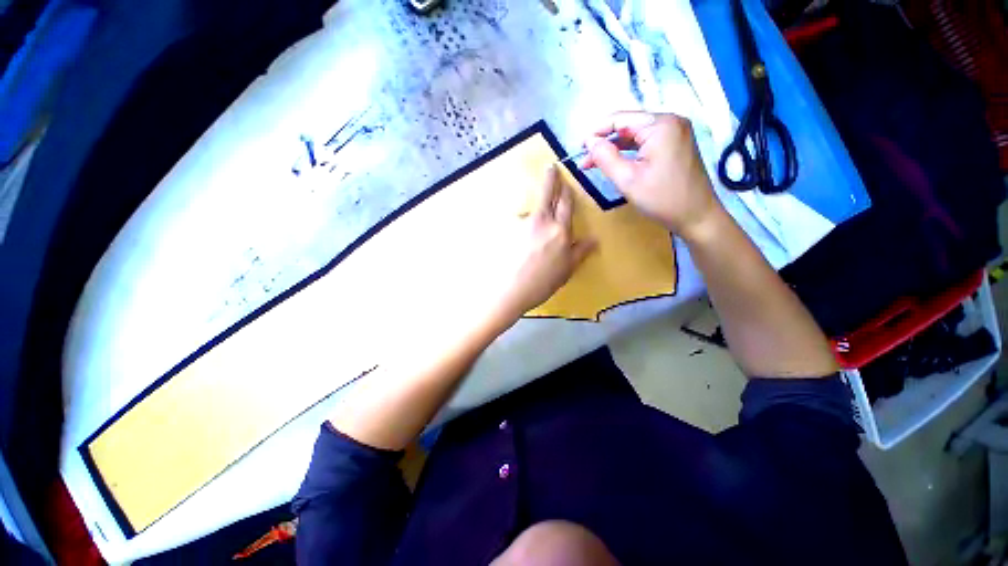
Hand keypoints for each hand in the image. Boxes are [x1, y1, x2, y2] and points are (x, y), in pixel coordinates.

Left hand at [496, 166, 596, 318]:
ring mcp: (525, 224)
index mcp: (561, 231)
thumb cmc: (543, 283)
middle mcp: (544, 222)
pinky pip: (519, 221)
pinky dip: (521, 223)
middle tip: (551, 167)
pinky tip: (519, 235)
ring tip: (532, 215)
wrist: (512, 289)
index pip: (566, 205)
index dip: (566, 191)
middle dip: (551, 180)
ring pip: (533, 208)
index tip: (565, 179)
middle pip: (549, 195)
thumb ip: (580, 252)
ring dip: (536, 203)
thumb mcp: (567, 269)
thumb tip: (594, 239)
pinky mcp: (510, 229)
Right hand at [581, 112, 722, 238]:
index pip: (620, 119)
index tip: (579, 148)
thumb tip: (589, 142)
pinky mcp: (677, 144)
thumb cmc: (662, 199)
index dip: (597, 131)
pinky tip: (616, 162)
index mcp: (660, 125)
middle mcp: (671, 121)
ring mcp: (676, 132)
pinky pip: (646, 142)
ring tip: (594, 163)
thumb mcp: (627, 180)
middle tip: (585, 160)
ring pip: (636, 134)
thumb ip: (605, 157)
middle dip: (604, 141)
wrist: (697, 216)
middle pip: (629, 125)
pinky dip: (629, 152)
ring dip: (615, 147)